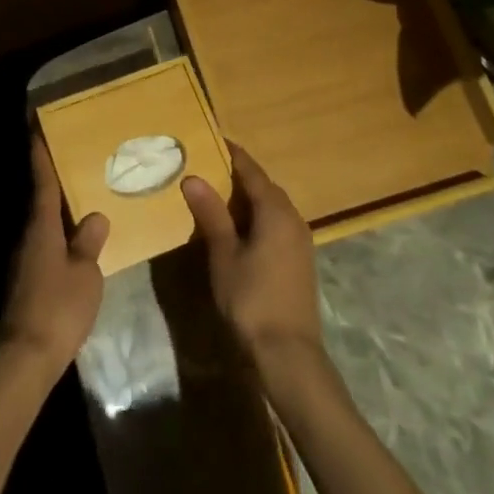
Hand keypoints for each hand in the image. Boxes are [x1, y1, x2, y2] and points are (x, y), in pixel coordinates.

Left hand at [0, 136, 108, 370]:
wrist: (25, 357)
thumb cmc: (58, 307)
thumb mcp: (85, 274)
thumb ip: (89, 243)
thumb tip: (95, 215)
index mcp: (41, 226)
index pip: (42, 181)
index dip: (41, 155)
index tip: (38, 128)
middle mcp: (27, 236)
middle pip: (41, 202)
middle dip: (56, 183)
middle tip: (76, 162)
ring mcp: (23, 260)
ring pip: (43, 226)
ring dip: (59, 213)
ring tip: (84, 202)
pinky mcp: (25, 282)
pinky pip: (45, 248)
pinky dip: (59, 239)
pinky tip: (76, 246)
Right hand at [182, 144, 322, 360]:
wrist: (288, 355)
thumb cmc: (252, 299)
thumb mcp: (224, 254)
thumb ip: (211, 214)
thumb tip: (193, 177)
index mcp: (276, 211)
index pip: (251, 171)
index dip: (232, 154)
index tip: (211, 138)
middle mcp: (293, 219)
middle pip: (264, 186)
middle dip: (238, 174)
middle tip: (206, 165)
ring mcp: (300, 242)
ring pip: (271, 206)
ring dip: (247, 197)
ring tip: (216, 194)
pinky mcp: (299, 261)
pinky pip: (276, 224)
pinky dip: (256, 216)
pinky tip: (236, 228)